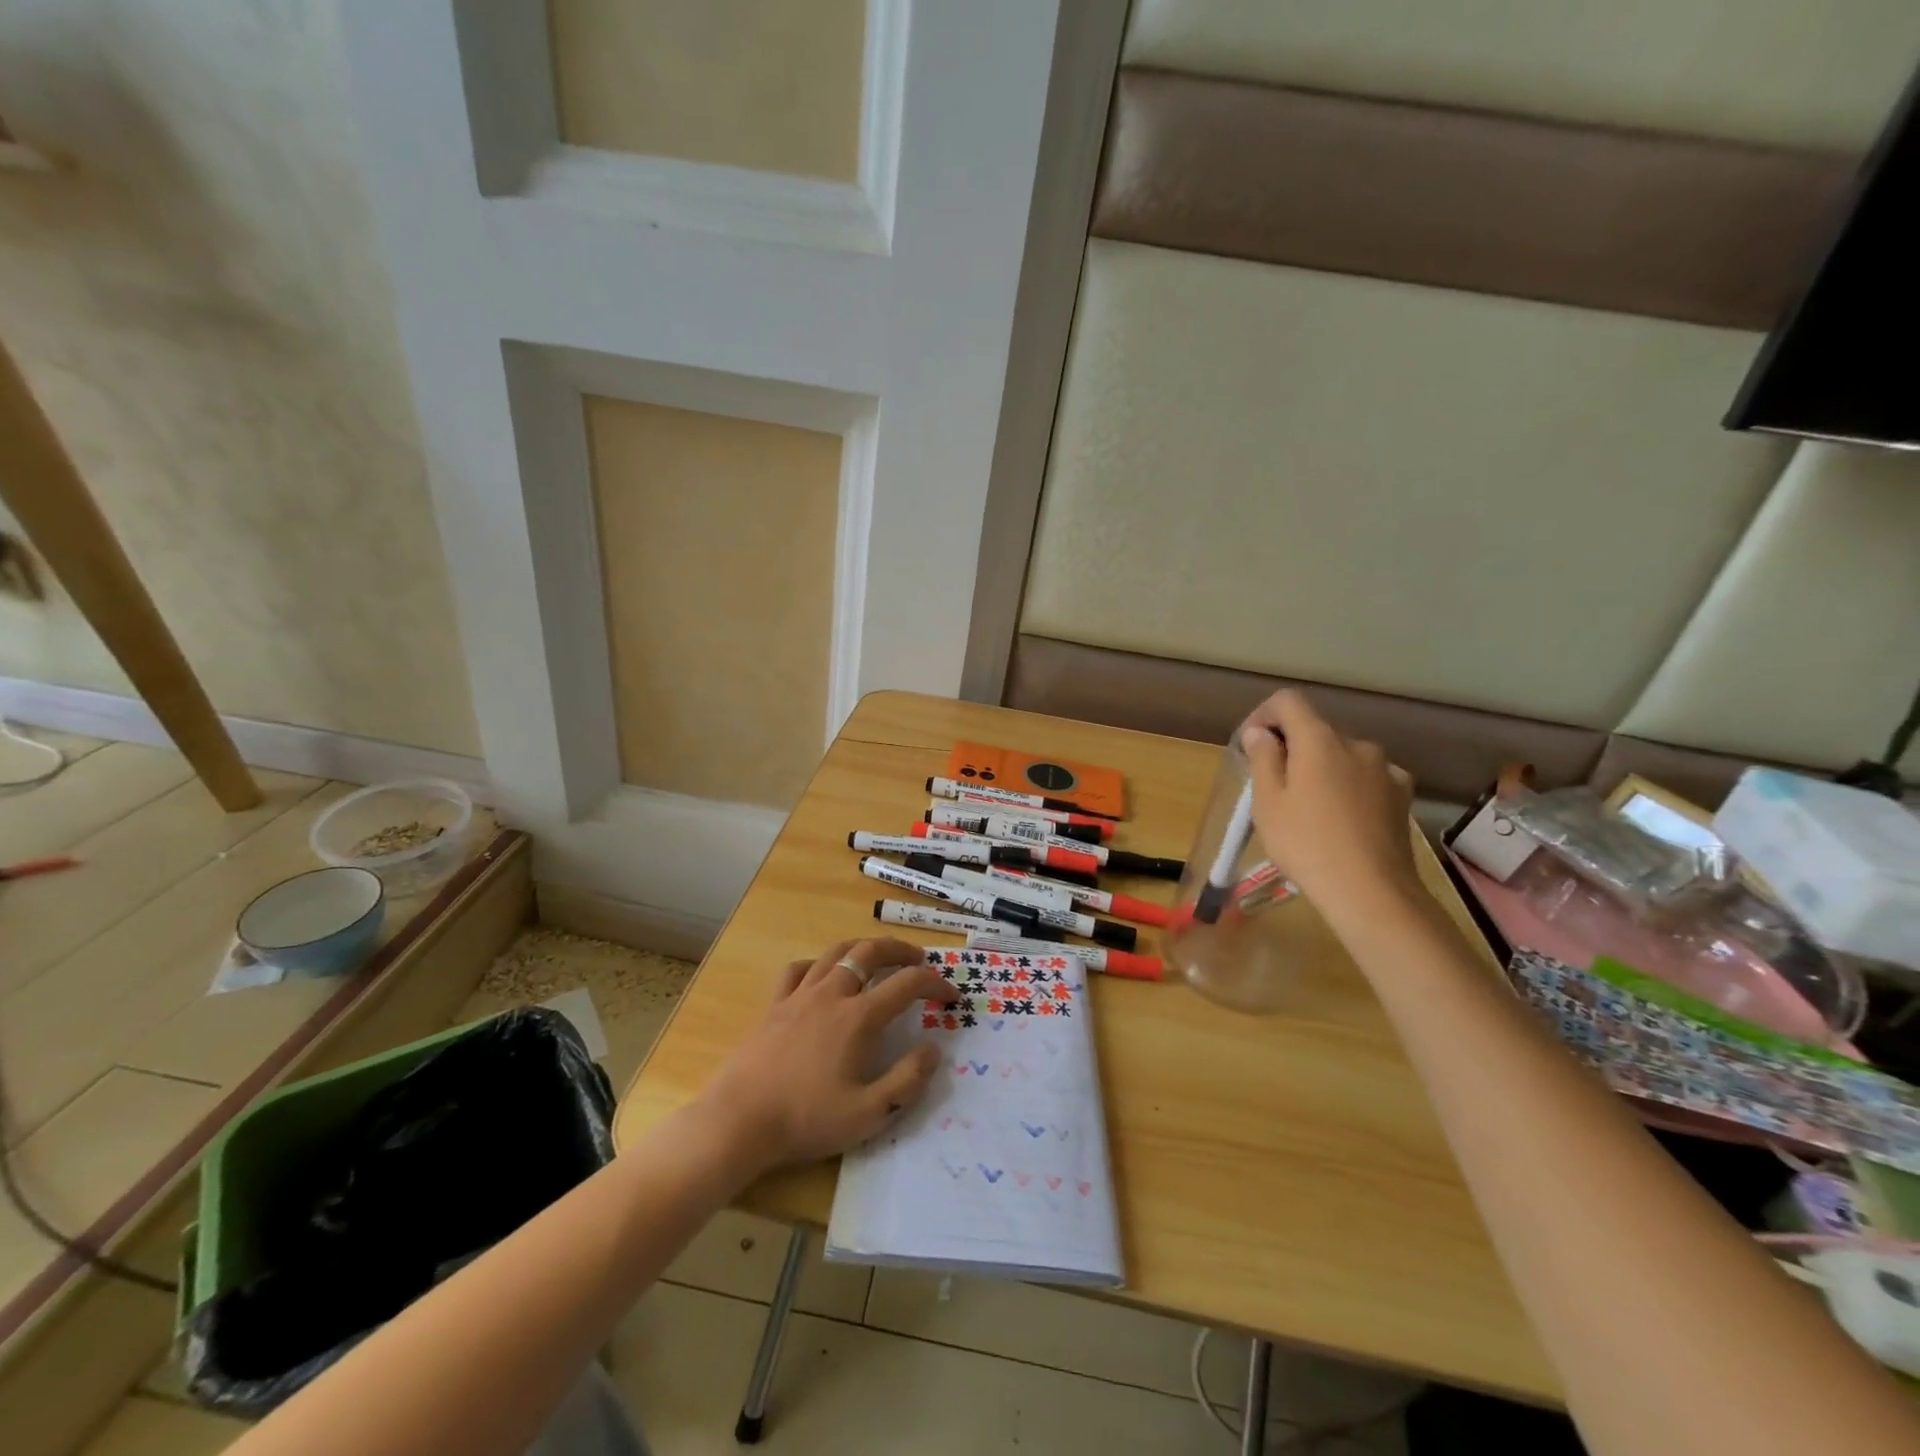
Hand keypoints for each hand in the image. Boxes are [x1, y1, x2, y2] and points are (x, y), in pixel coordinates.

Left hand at [693, 938, 956, 1177]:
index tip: (950, 995)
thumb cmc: (806, 1119)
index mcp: (858, 1018)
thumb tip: (933, 1049)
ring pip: (836, 952)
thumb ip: (907, 1080)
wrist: (739, 1120)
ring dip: (863, 947)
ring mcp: (799, 995)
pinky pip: (799, 969)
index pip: (906, 984)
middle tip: (919, 958)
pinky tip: (822, 974)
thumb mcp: (868, 1114)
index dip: (934, 984)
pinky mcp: (774, 1005)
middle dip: (900, 949)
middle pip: (870, 951)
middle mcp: (832, 994)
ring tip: (877, 955)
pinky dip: (818, 964)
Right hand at [1239, 690, 1421, 923]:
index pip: (1288, 701)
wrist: (1370, 891)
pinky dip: (1348, 786)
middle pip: (1315, 730)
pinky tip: (1342, 817)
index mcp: (1319, 740)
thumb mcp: (1268, 802)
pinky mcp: (1401, 794)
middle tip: (1271, 785)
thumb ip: (1263, 759)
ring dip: (1321, 768)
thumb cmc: (1306, 843)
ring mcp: (1385, 769)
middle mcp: (1356, 744)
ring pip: (1342, 755)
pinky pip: (1366, 777)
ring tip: (1307, 807)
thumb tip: (1260, 733)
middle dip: (1291, 747)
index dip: (1264, 715)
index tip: (1250, 745)